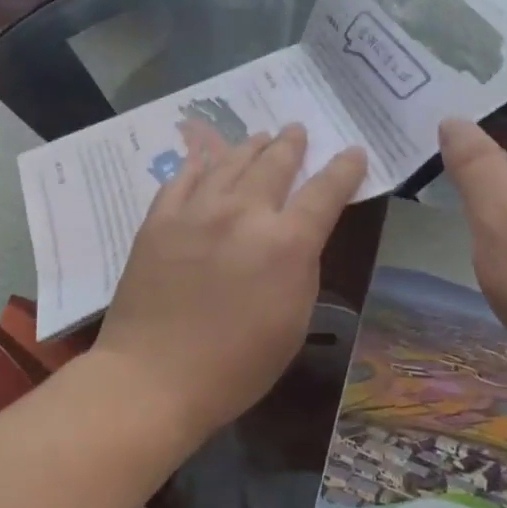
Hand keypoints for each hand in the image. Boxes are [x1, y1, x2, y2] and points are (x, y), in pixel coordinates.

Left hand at [96, 124, 366, 438]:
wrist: (152, 377)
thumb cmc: (235, 366)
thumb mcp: (292, 322)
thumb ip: (300, 269)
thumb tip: (297, 238)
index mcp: (286, 243)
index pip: (325, 191)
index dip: (344, 169)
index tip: (353, 152)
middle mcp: (243, 213)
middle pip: (274, 163)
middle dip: (291, 144)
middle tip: (297, 130)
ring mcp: (196, 211)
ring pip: (230, 162)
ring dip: (250, 146)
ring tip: (260, 136)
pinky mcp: (159, 219)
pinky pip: (183, 178)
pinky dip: (201, 164)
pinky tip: (206, 160)